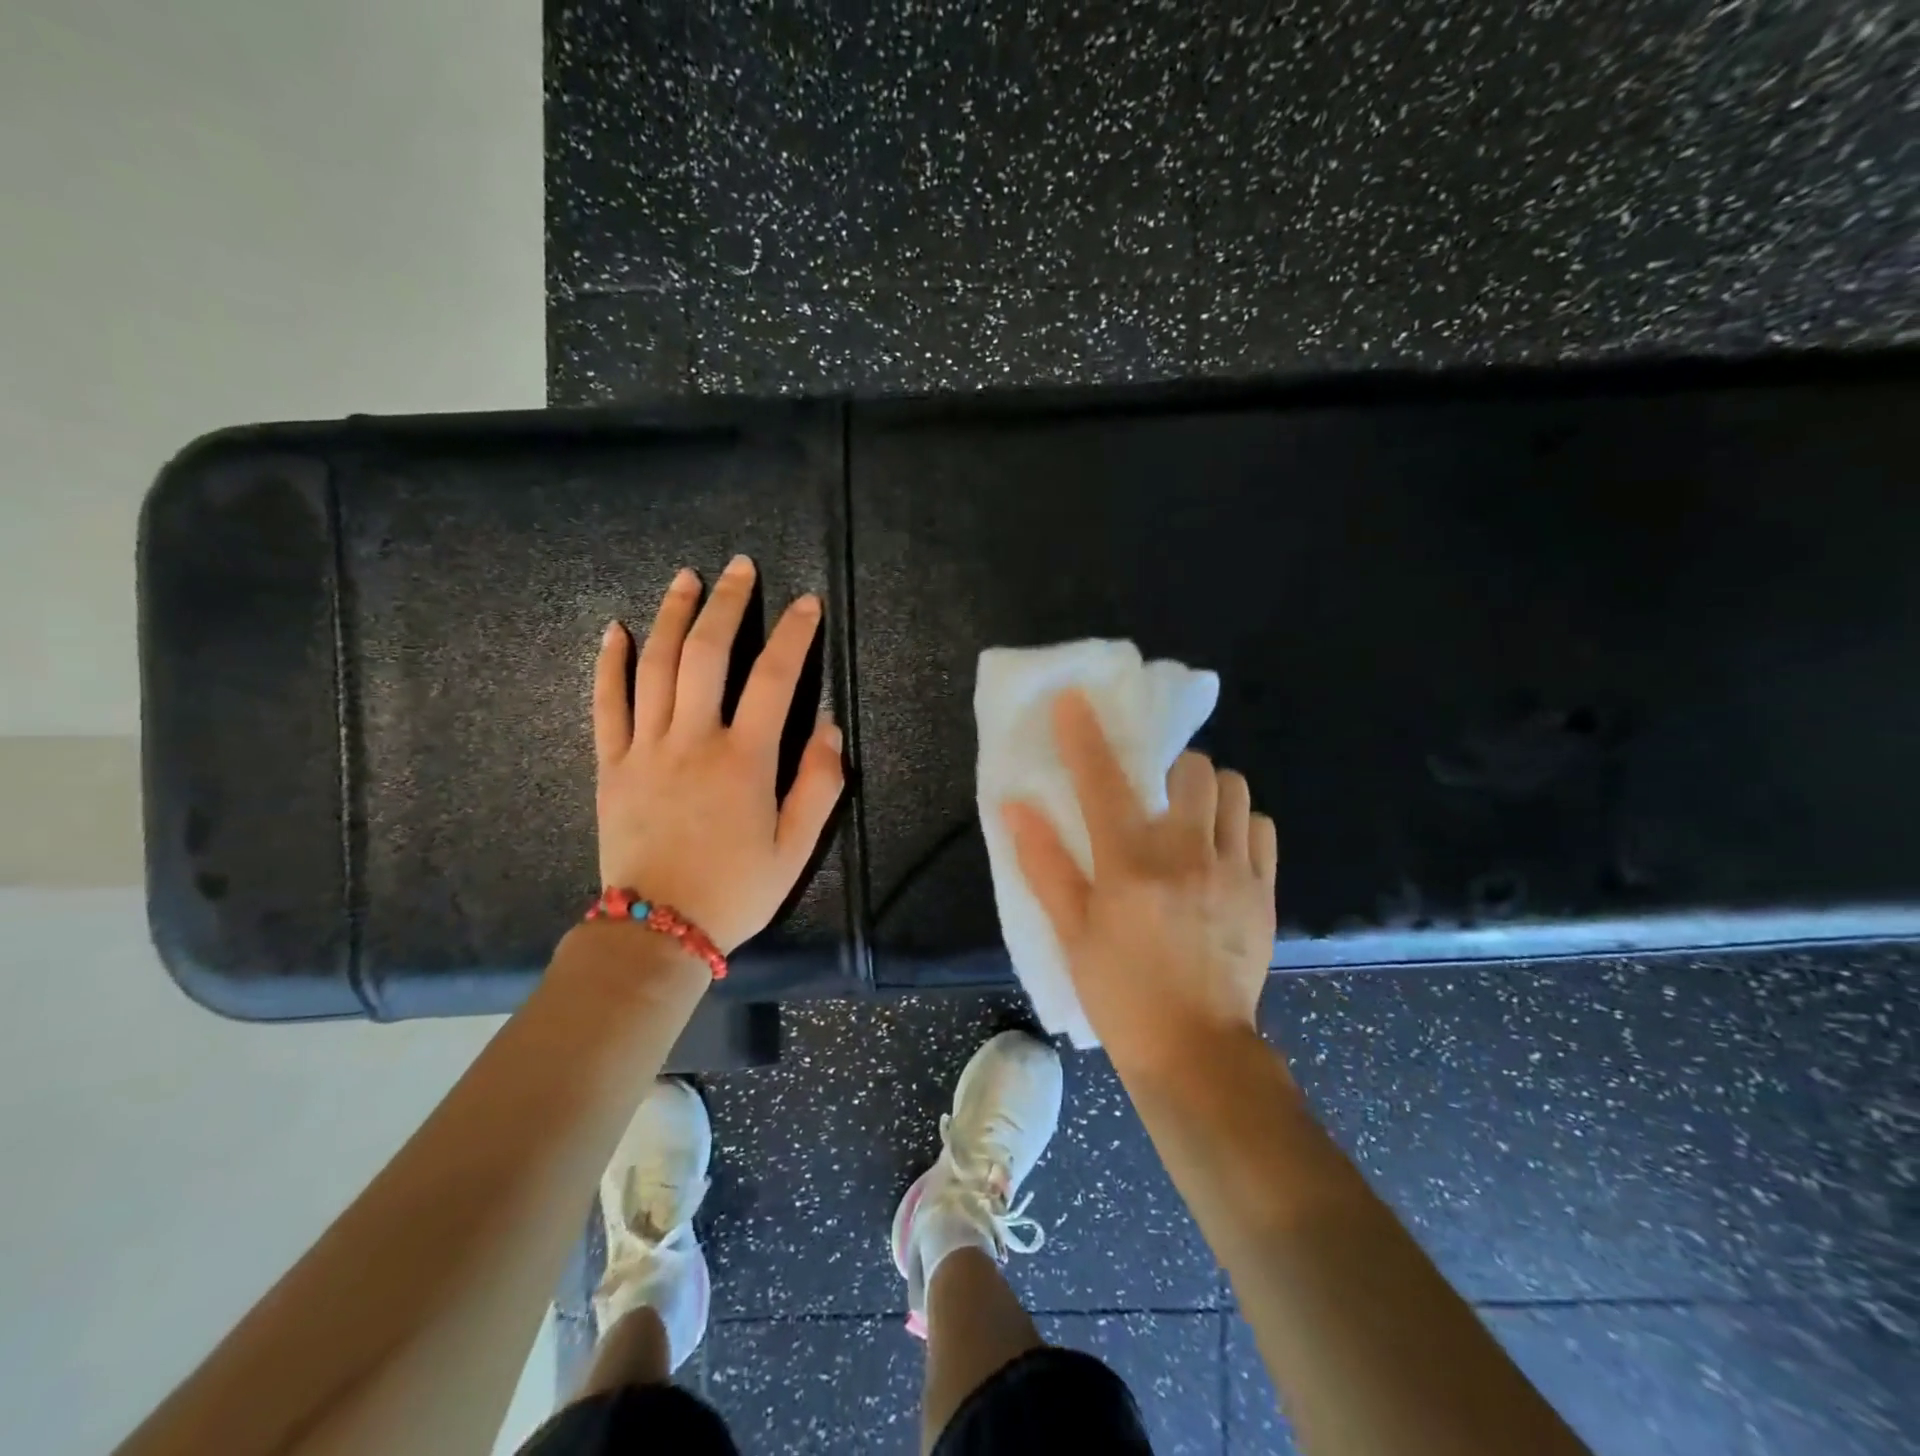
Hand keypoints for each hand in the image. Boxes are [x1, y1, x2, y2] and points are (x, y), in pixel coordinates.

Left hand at [593, 555, 844, 952]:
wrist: (657, 931)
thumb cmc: (736, 890)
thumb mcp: (796, 848)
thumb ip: (819, 784)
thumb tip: (829, 728)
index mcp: (745, 760)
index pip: (775, 679)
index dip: (794, 635)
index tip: (806, 604)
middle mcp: (693, 741)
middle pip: (707, 654)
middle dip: (727, 604)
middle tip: (739, 567)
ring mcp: (645, 749)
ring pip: (656, 667)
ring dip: (672, 616)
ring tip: (686, 578)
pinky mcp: (611, 766)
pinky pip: (606, 705)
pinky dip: (610, 664)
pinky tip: (616, 630)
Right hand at [1003, 690, 1277, 1078]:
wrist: (1196, 1051)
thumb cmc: (1120, 993)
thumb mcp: (1071, 932)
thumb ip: (1044, 864)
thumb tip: (1014, 806)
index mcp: (1130, 865)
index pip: (1103, 781)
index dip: (1084, 735)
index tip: (1074, 699)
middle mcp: (1187, 854)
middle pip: (1192, 768)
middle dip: (1169, 767)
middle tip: (1153, 791)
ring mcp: (1234, 870)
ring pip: (1235, 790)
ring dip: (1208, 791)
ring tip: (1189, 816)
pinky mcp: (1265, 890)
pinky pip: (1261, 828)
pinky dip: (1239, 823)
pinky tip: (1219, 848)